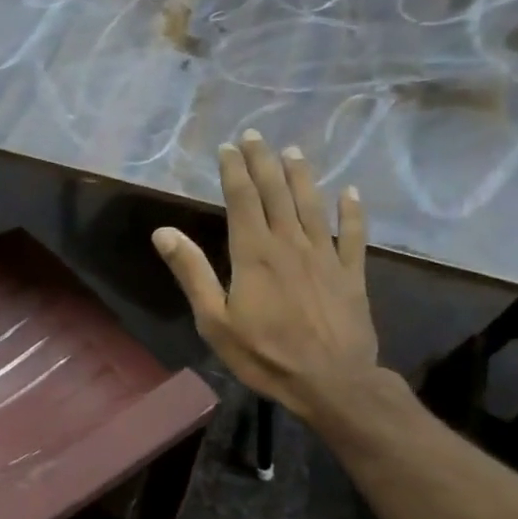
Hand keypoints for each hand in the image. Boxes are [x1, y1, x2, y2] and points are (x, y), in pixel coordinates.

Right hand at [152, 130, 381, 422]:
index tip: (228, 147)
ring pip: (313, 205)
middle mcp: (291, 244)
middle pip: (277, 193)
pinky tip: (351, 193)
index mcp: (254, 253)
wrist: (332, 383)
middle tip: (255, 135)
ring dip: (301, 176)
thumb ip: (192, 273)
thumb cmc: (265, 354)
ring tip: (292, 151)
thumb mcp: (214, 320)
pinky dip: (352, 212)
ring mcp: (325, 257)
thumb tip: (164, 232)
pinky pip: (353, 235)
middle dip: (263, 162)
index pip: (243, 199)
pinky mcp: (351, 274)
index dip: (234, 170)